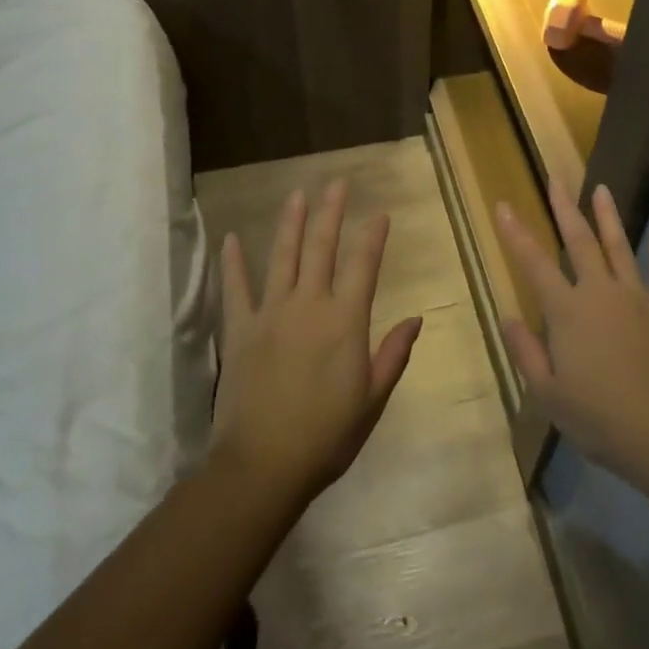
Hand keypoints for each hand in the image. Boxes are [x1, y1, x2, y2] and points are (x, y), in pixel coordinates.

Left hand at [210, 180, 421, 512]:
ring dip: (290, 222)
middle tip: (337, 182)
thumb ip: (393, 354)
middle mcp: (309, 305)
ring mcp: (270, 313)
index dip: (373, 236)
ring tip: (297, 194)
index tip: (380, 213)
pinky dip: (234, 262)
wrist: (263, 465)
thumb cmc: (326, 436)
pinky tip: (233, 238)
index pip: (364, 265)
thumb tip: (415, 318)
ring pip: (282, 256)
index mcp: (345, 321)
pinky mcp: (239, 330)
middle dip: (331, 211)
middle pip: (322, 247)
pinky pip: (236, 288)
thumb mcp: (372, 399)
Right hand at [496, 181, 648, 485]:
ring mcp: (638, 297)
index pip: (534, 263)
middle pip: (580, 241)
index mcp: (567, 311)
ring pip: (620, 247)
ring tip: (602, 189)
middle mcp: (600, 292)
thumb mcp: (548, 393)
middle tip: (556, 179)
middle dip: (565, 208)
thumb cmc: (598, 417)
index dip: (516, 233)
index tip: (505, 205)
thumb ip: (526, 351)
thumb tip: (506, 317)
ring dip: (609, 217)